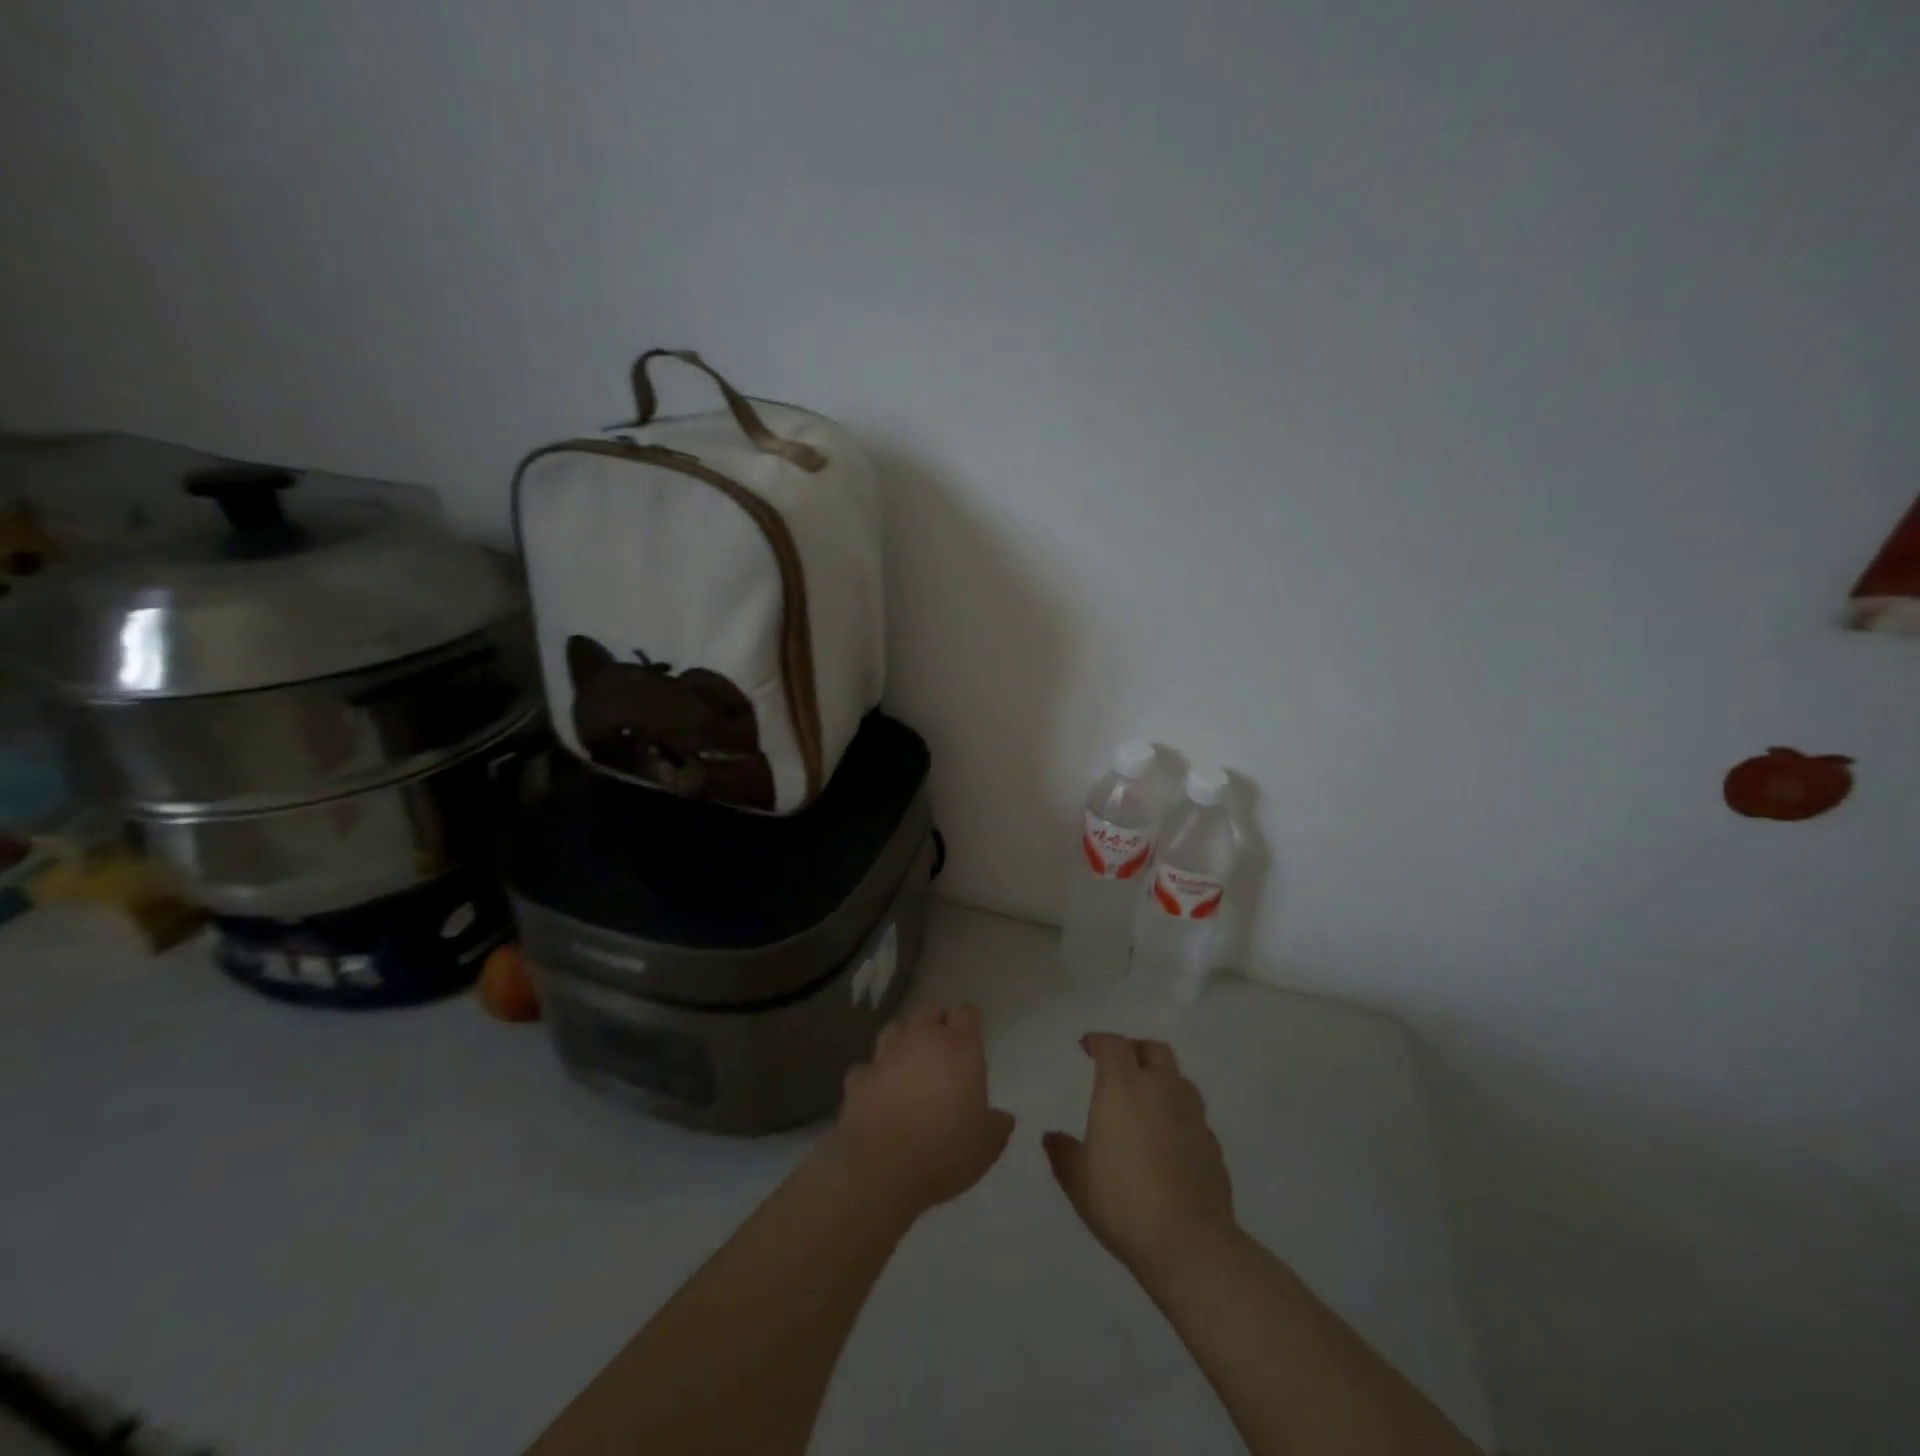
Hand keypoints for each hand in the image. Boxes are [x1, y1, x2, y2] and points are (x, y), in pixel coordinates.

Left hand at [822, 1004, 1015, 1222]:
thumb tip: (1003, 1118)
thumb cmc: (946, 1150)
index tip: (970, 1040)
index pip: (966, 1014)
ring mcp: (886, 1055)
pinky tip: (878, 1091)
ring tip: (909, 1064)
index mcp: (959, 1048)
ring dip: (903, 1041)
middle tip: (942, 1052)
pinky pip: (868, 1067)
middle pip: (929, 1013)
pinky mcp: (859, 1077)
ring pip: (895, 1029)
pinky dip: (874, 1075)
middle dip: (936, 1026)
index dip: (967, 1024)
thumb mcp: (987, 1145)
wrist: (883, 1168)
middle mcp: (922, 1040)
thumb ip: (997, 1125)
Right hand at [1044, 1033, 1236, 1281]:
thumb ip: (1063, 1152)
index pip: (1113, 1045)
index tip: (1087, 1046)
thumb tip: (1052, 1137)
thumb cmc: (1122, 1200)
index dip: (1099, 1041)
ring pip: (1178, 1079)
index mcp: (1123, 1086)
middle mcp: (1161, 1089)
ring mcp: (1192, 1115)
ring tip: (1146, 1102)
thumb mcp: (1077, 1179)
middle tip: (1119, 1066)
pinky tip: (1168, 1141)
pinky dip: (1178, 1116)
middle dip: (1135, 1050)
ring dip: (1161, 1080)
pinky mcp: (1213, 1144)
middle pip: (1153, 1050)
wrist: (1189, 1242)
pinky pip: (1193, 1115)